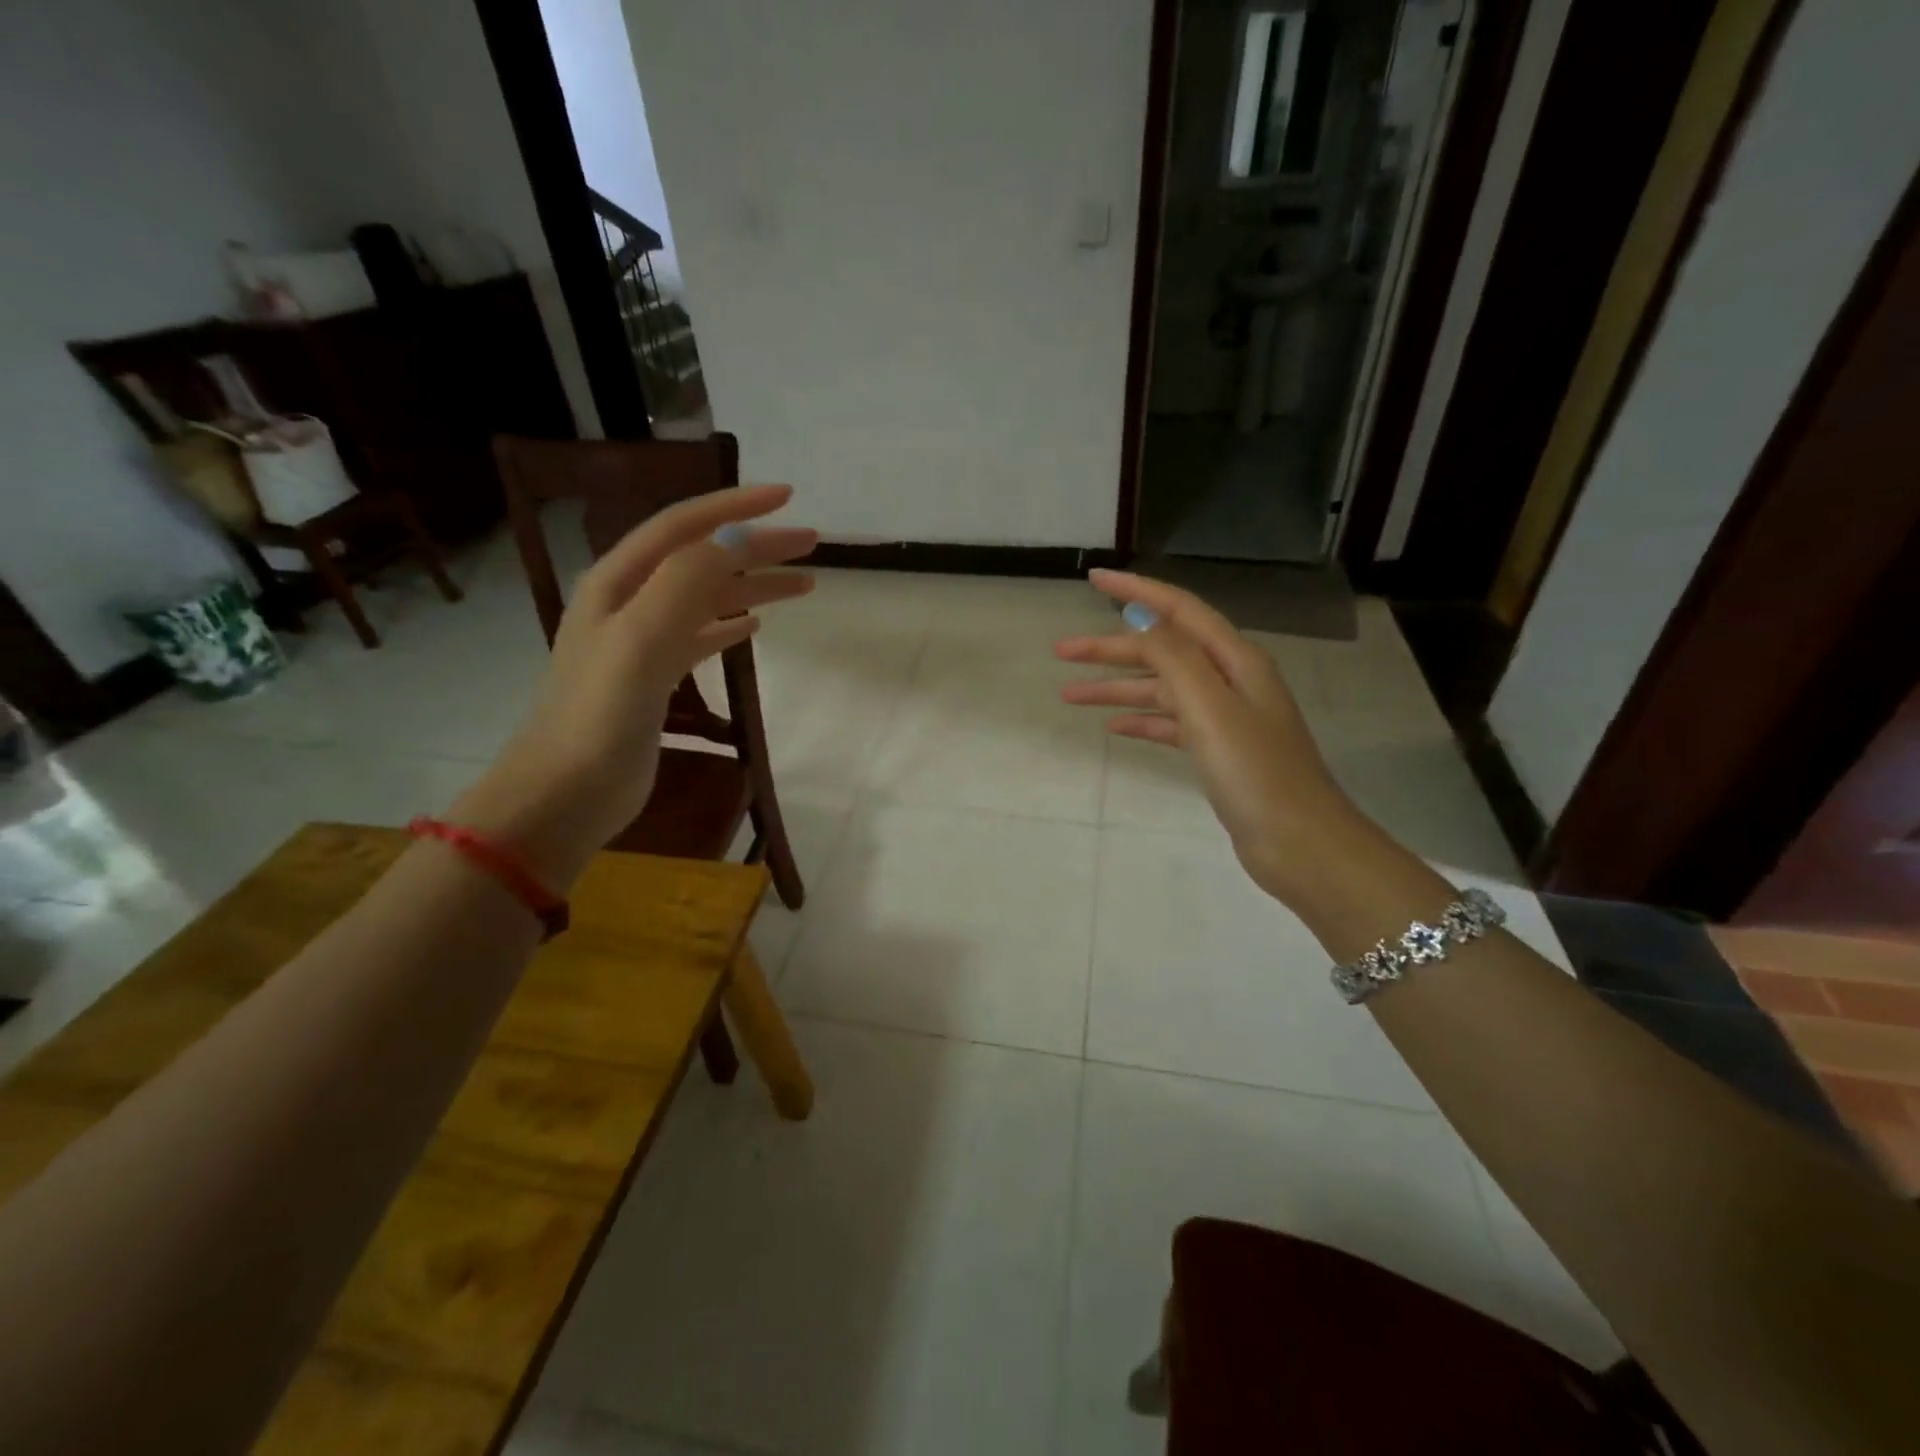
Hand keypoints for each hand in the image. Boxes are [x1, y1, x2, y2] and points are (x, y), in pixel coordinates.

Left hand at [456, 485, 815, 884]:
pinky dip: (730, 625)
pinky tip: (754, 626)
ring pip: (707, 598)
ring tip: (804, 584)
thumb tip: (736, 540)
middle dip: (756, 546)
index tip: (788, 498)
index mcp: (619, 581)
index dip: (736, 507)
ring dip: (753, 586)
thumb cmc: (599, 716)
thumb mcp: (641, 639)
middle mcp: (629, 602)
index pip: (684, 526)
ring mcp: (641, 642)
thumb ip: (685, 583)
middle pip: (703, 559)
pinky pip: (700, 637)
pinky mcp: (654, 680)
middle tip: (811, 543)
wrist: (564, 793)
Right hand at [1055, 570, 1370, 904]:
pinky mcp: (1219, 751)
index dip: (1136, 591)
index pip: (1179, 610)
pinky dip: (1141, 720)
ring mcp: (1226, 717)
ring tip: (1069, 694)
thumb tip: (1142, 616)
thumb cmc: (1255, 772)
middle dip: (1112, 647)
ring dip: (1117, 688)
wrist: (1299, 843)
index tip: (1093, 579)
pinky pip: (1171, 723)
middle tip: (1061, 651)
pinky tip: (1112, 728)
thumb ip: (1174, 658)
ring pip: (1162, 688)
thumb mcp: (1211, 708)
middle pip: (1163, 650)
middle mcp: (1231, 680)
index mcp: (1235, 660)